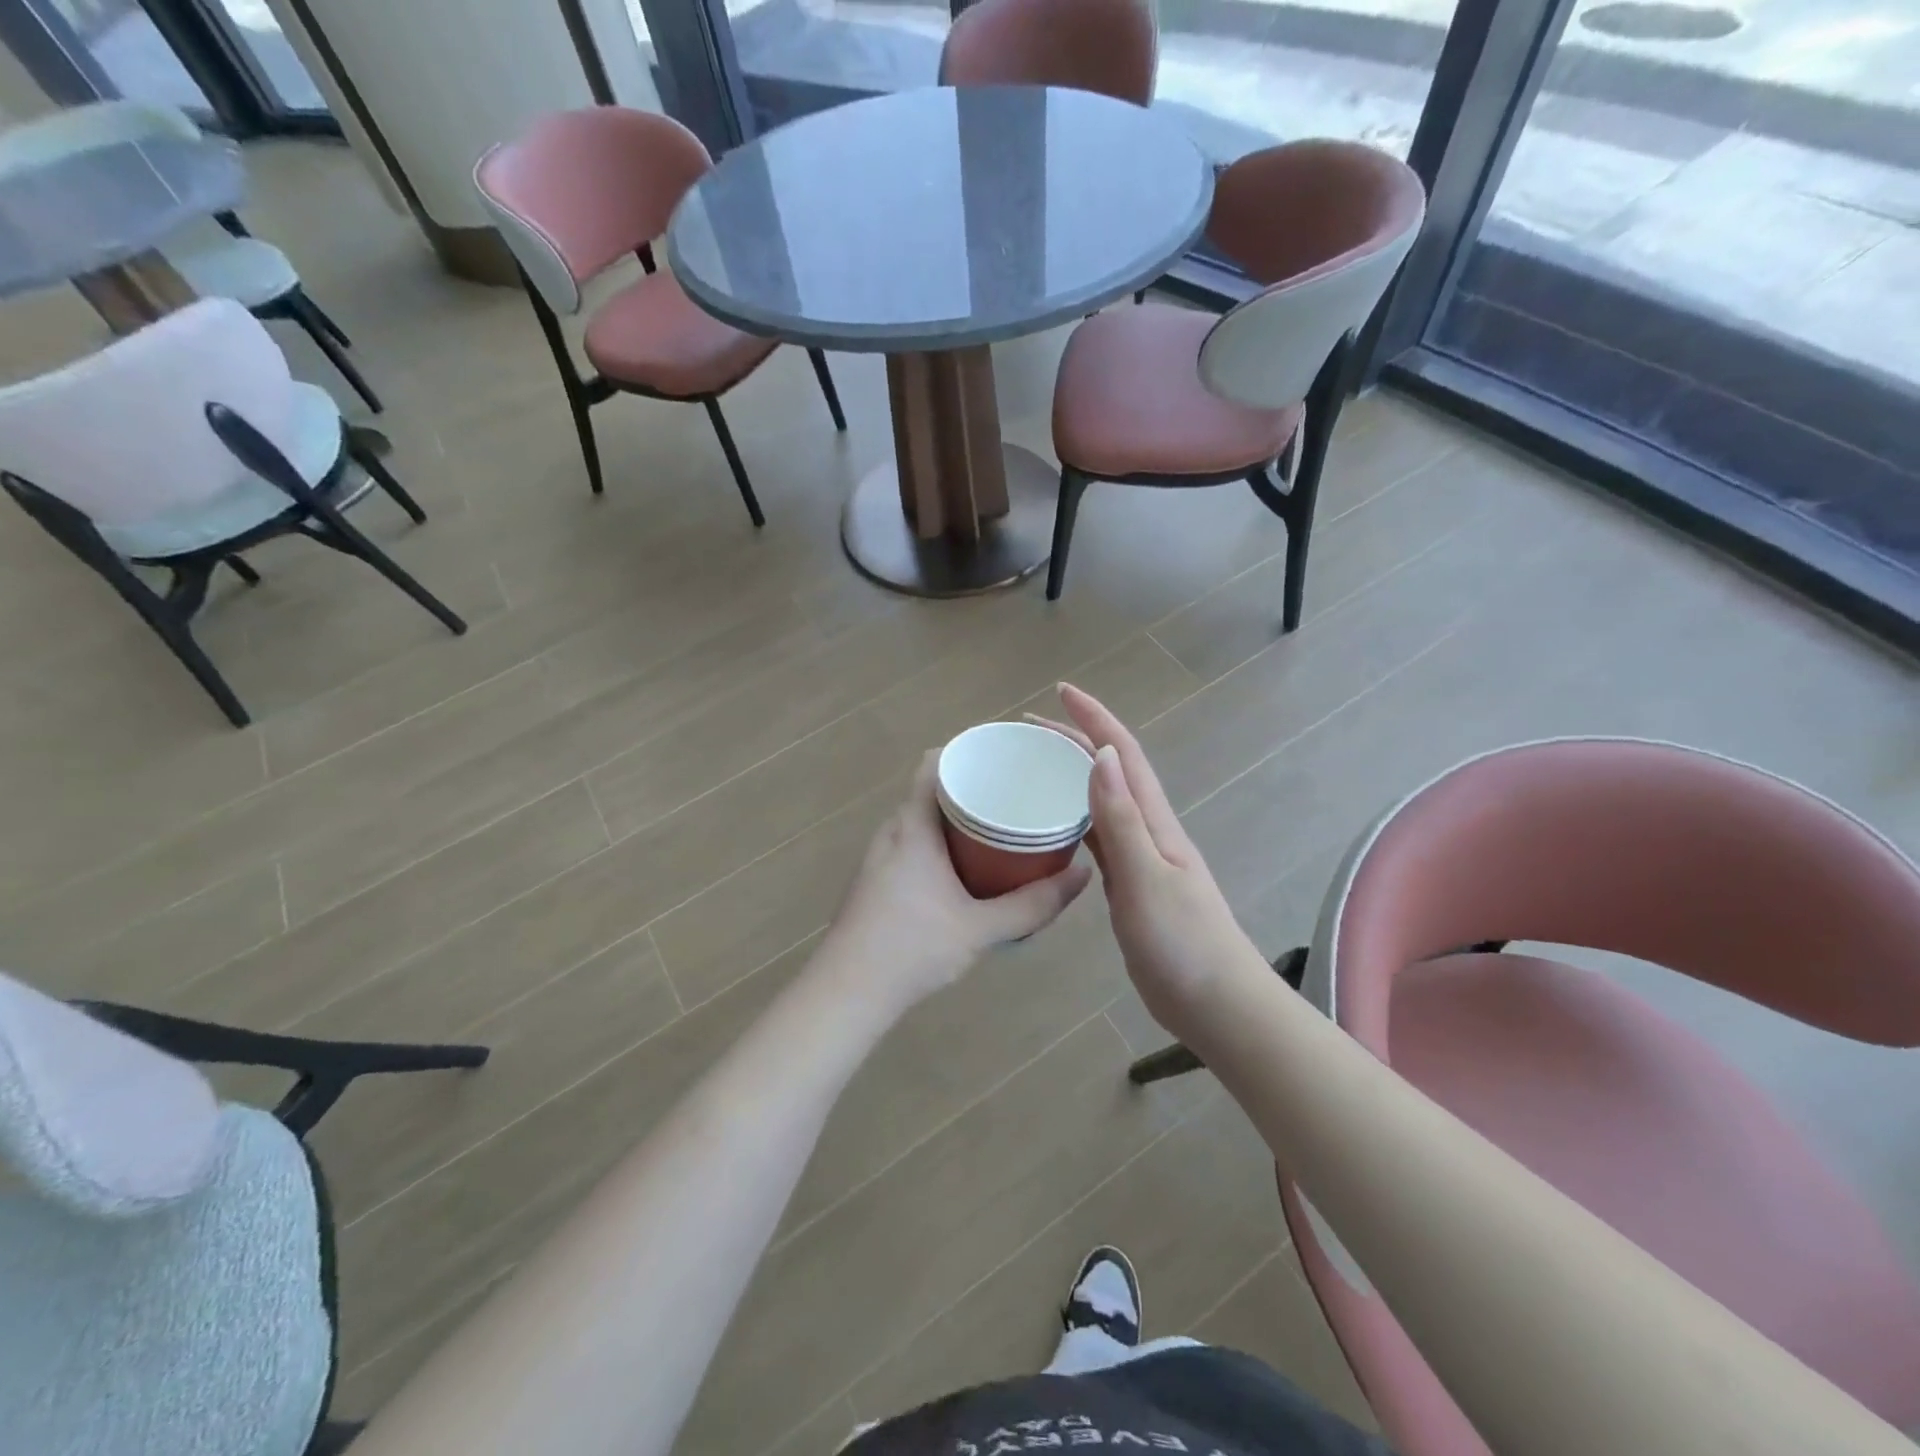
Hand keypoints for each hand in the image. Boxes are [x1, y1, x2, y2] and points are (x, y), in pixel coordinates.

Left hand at [818, 751, 1091, 1015]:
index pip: (934, 763)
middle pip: (931, 790)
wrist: (847, 992)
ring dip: (955, 819)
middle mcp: (891, 831)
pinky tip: (964, 869)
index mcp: (912, 825)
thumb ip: (1034, 904)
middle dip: (972, 788)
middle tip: (1015, 796)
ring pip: (921, 820)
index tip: (1005, 758)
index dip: (968, 751)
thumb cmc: (913, 947)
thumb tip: (1083, 874)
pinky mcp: (875, 880)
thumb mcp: (981, 928)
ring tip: (998, 829)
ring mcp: (878, 856)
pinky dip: (939, 843)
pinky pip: (912, 843)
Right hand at [1031, 685, 1269, 1040]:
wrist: (1216, 1003)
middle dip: (1074, 740)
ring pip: (1102, 803)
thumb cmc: (1183, 942)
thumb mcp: (1146, 878)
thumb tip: (1103, 755)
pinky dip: (1074, 820)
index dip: (1094, 718)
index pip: (1124, 754)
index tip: (1060, 692)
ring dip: (1071, 777)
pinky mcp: (1130, 885)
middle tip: (1027, 731)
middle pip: (1110, 771)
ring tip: (1032, 768)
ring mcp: (1140, 858)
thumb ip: (1122, 820)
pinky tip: (1052, 826)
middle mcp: (1147, 830)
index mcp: (1154, 821)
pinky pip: (1097, 838)